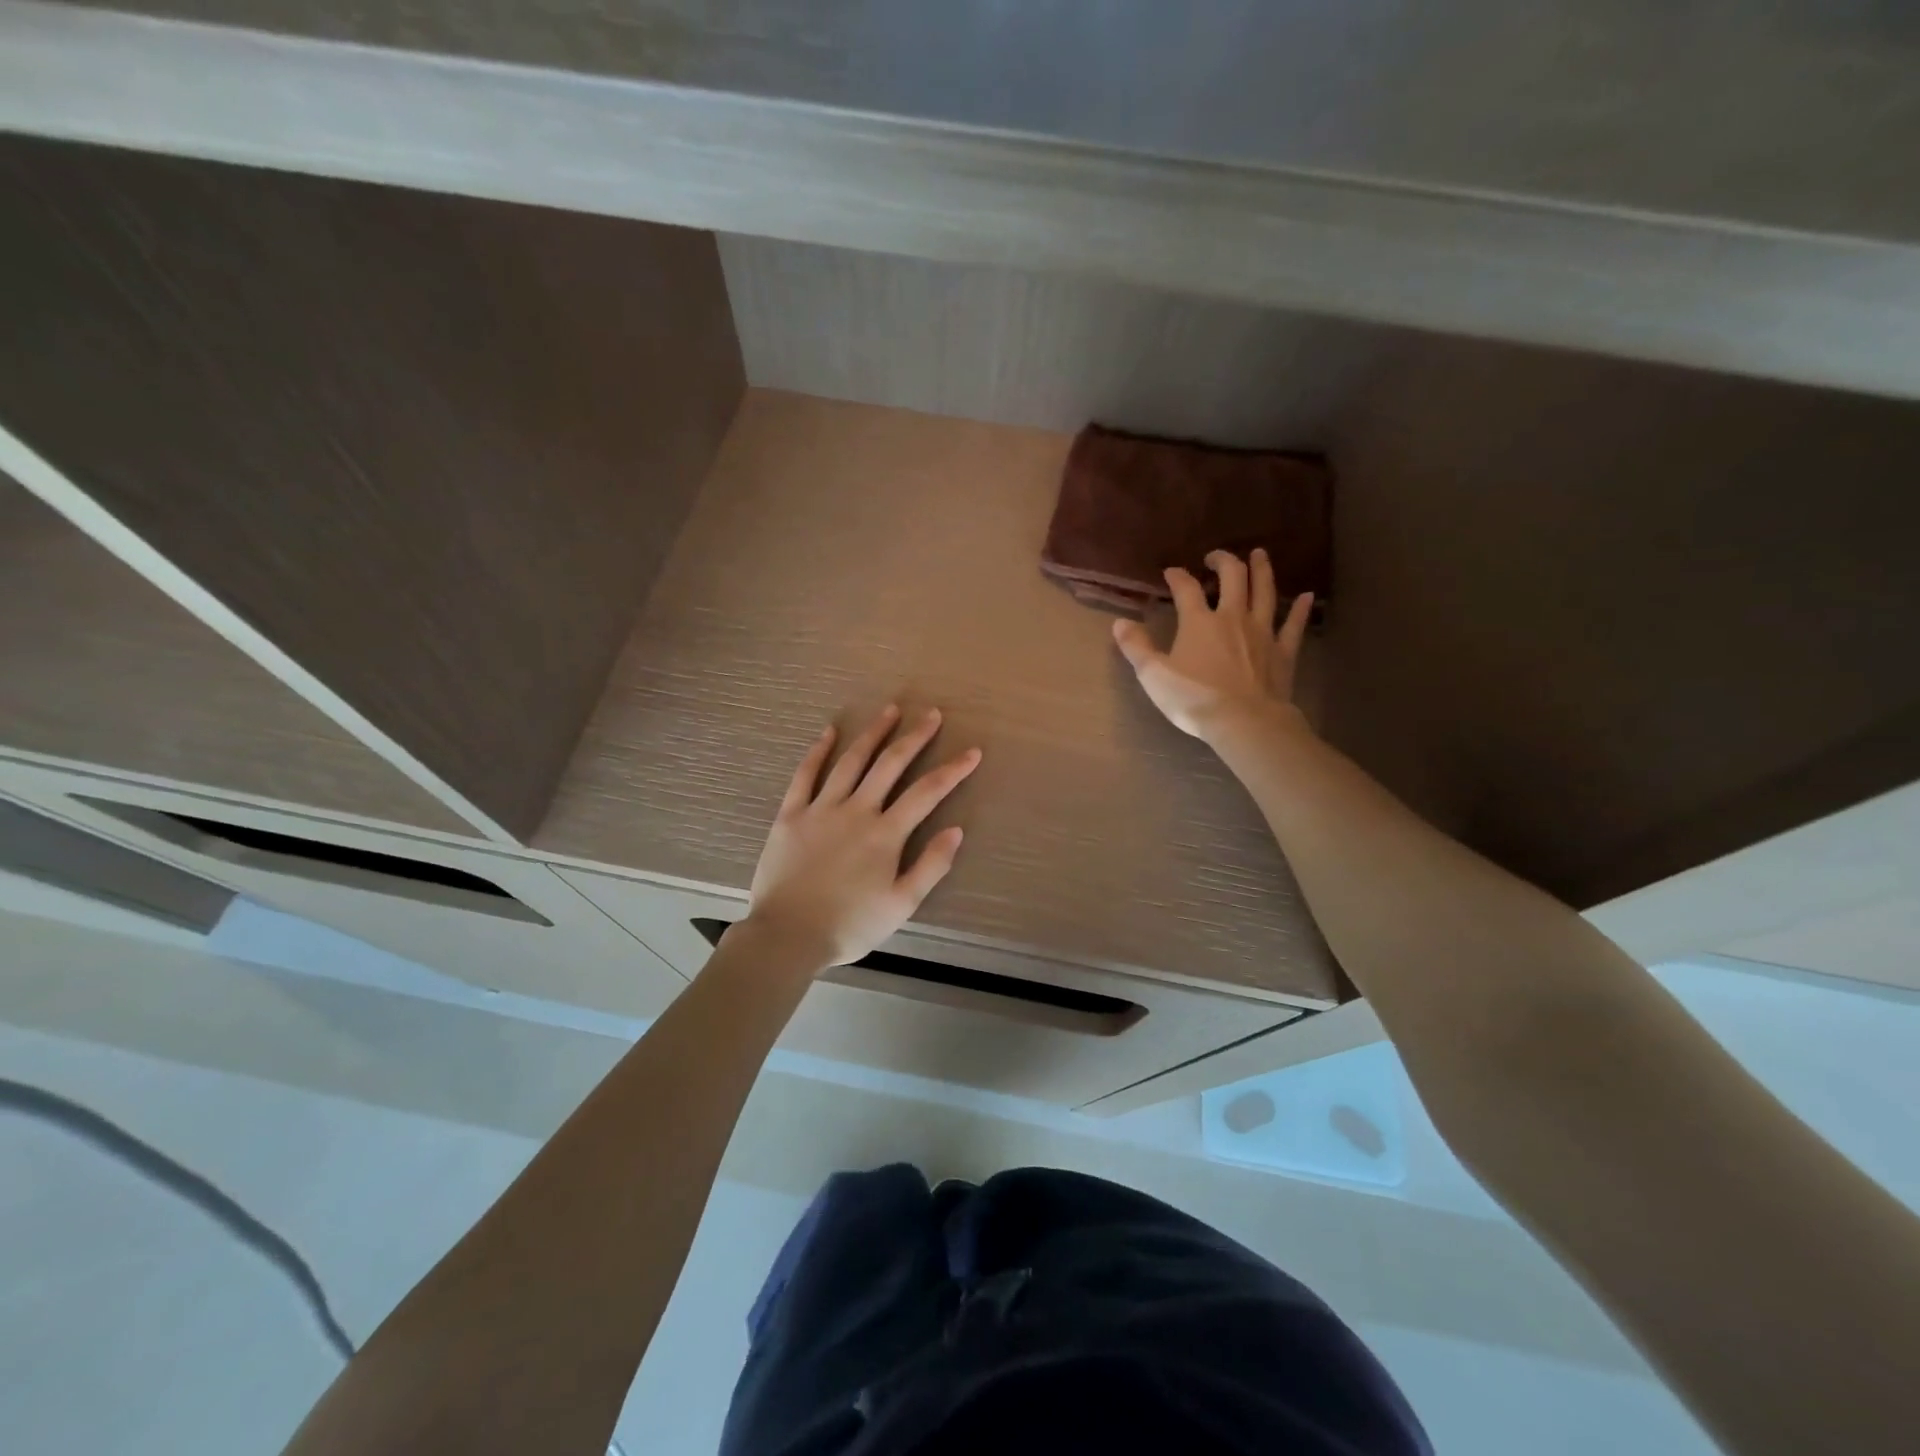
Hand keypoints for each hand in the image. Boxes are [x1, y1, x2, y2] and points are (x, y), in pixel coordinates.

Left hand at [739, 705, 981, 970]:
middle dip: (914, 737)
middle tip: (931, 714)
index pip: (927, 792)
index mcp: (885, 834)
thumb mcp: (900, 905)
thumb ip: (930, 866)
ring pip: (851, 761)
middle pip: (890, 764)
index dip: (953, 770)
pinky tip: (829, 732)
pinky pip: (805, 774)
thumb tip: (957, 830)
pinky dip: (818, 751)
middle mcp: (856, 811)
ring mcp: (821, 809)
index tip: (972, 752)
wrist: (787, 936)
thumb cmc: (849, 925)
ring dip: (873, 734)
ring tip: (890, 711)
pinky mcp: (791, 814)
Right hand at [1113, 549, 1313, 739]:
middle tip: (1215, 557)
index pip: (1186, 589)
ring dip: (1262, 570)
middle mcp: (1232, 617)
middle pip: (1232, 577)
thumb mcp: (1153, 675)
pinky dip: (1301, 609)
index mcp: (1199, 622)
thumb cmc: (1194, 699)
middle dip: (1223, 561)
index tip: (1171, 572)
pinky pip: (1293, 625)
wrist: (1243, 721)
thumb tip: (1119, 623)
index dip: (1177, 576)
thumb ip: (1136, 647)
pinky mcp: (1283, 651)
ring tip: (1259, 554)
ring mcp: (1262, 632)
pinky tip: (1307, 596)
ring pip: (1265, 592)